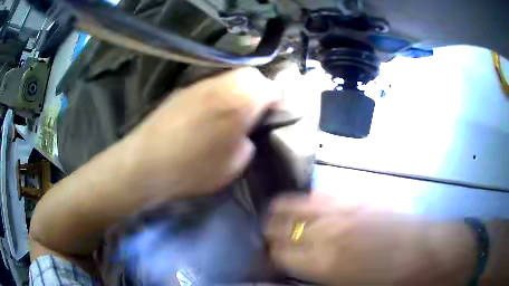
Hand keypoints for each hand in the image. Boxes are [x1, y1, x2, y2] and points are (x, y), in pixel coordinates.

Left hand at [124, 68, 279, 200]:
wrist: (146, 163)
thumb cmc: (193, 169)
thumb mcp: (232, 166)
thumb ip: (247, 143)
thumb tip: (245, 132)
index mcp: (239, 102)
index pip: (270, 88)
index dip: (277, 100)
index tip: (274, 113)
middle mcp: (221, 85)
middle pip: (250, 75)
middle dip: (258, 89)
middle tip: (254, 110)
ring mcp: (199, 85)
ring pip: (229, 77)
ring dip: (237, 90)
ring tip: (232, 111)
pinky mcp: (182, 90)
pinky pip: (210, 85)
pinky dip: (218, 93)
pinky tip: (208, 113)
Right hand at [265, 193, 475, 284]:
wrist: (421, 251)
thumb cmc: (385, 278)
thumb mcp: (346, 284)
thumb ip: (318, 271)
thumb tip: (300, 261)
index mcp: (323, 265)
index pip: (281, 254)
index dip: (272, 253)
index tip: (270, 252)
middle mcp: (327, 235)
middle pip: (285, 229)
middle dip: (272, 232)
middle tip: (269, 232)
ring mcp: (342, 212)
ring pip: (297, 206)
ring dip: (282, 211)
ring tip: (275, 212)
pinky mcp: (357, 197)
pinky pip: (322, 195)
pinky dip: (306, 199)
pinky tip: (302, 201)